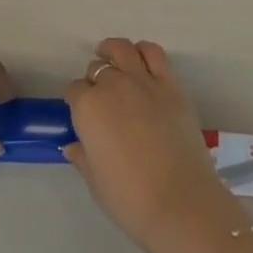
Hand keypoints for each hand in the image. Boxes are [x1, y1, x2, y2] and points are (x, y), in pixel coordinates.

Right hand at [64, 38, 242, 252]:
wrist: (179, 202)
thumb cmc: (129, 198)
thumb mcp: (95, 182)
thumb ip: (82, 157)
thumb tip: (73, 146)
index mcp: (88, 108)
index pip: (75, 90)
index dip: (76, 100)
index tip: (81, 112)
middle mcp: (113, 85)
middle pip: (98, 69)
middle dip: (95, 79)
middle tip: (100, 95)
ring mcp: (144, 81)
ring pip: (123, 50)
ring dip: (114, 51)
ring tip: (112, 57)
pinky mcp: (171, 85)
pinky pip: (154, 54)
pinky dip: (144, 51)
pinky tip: (140, 59)